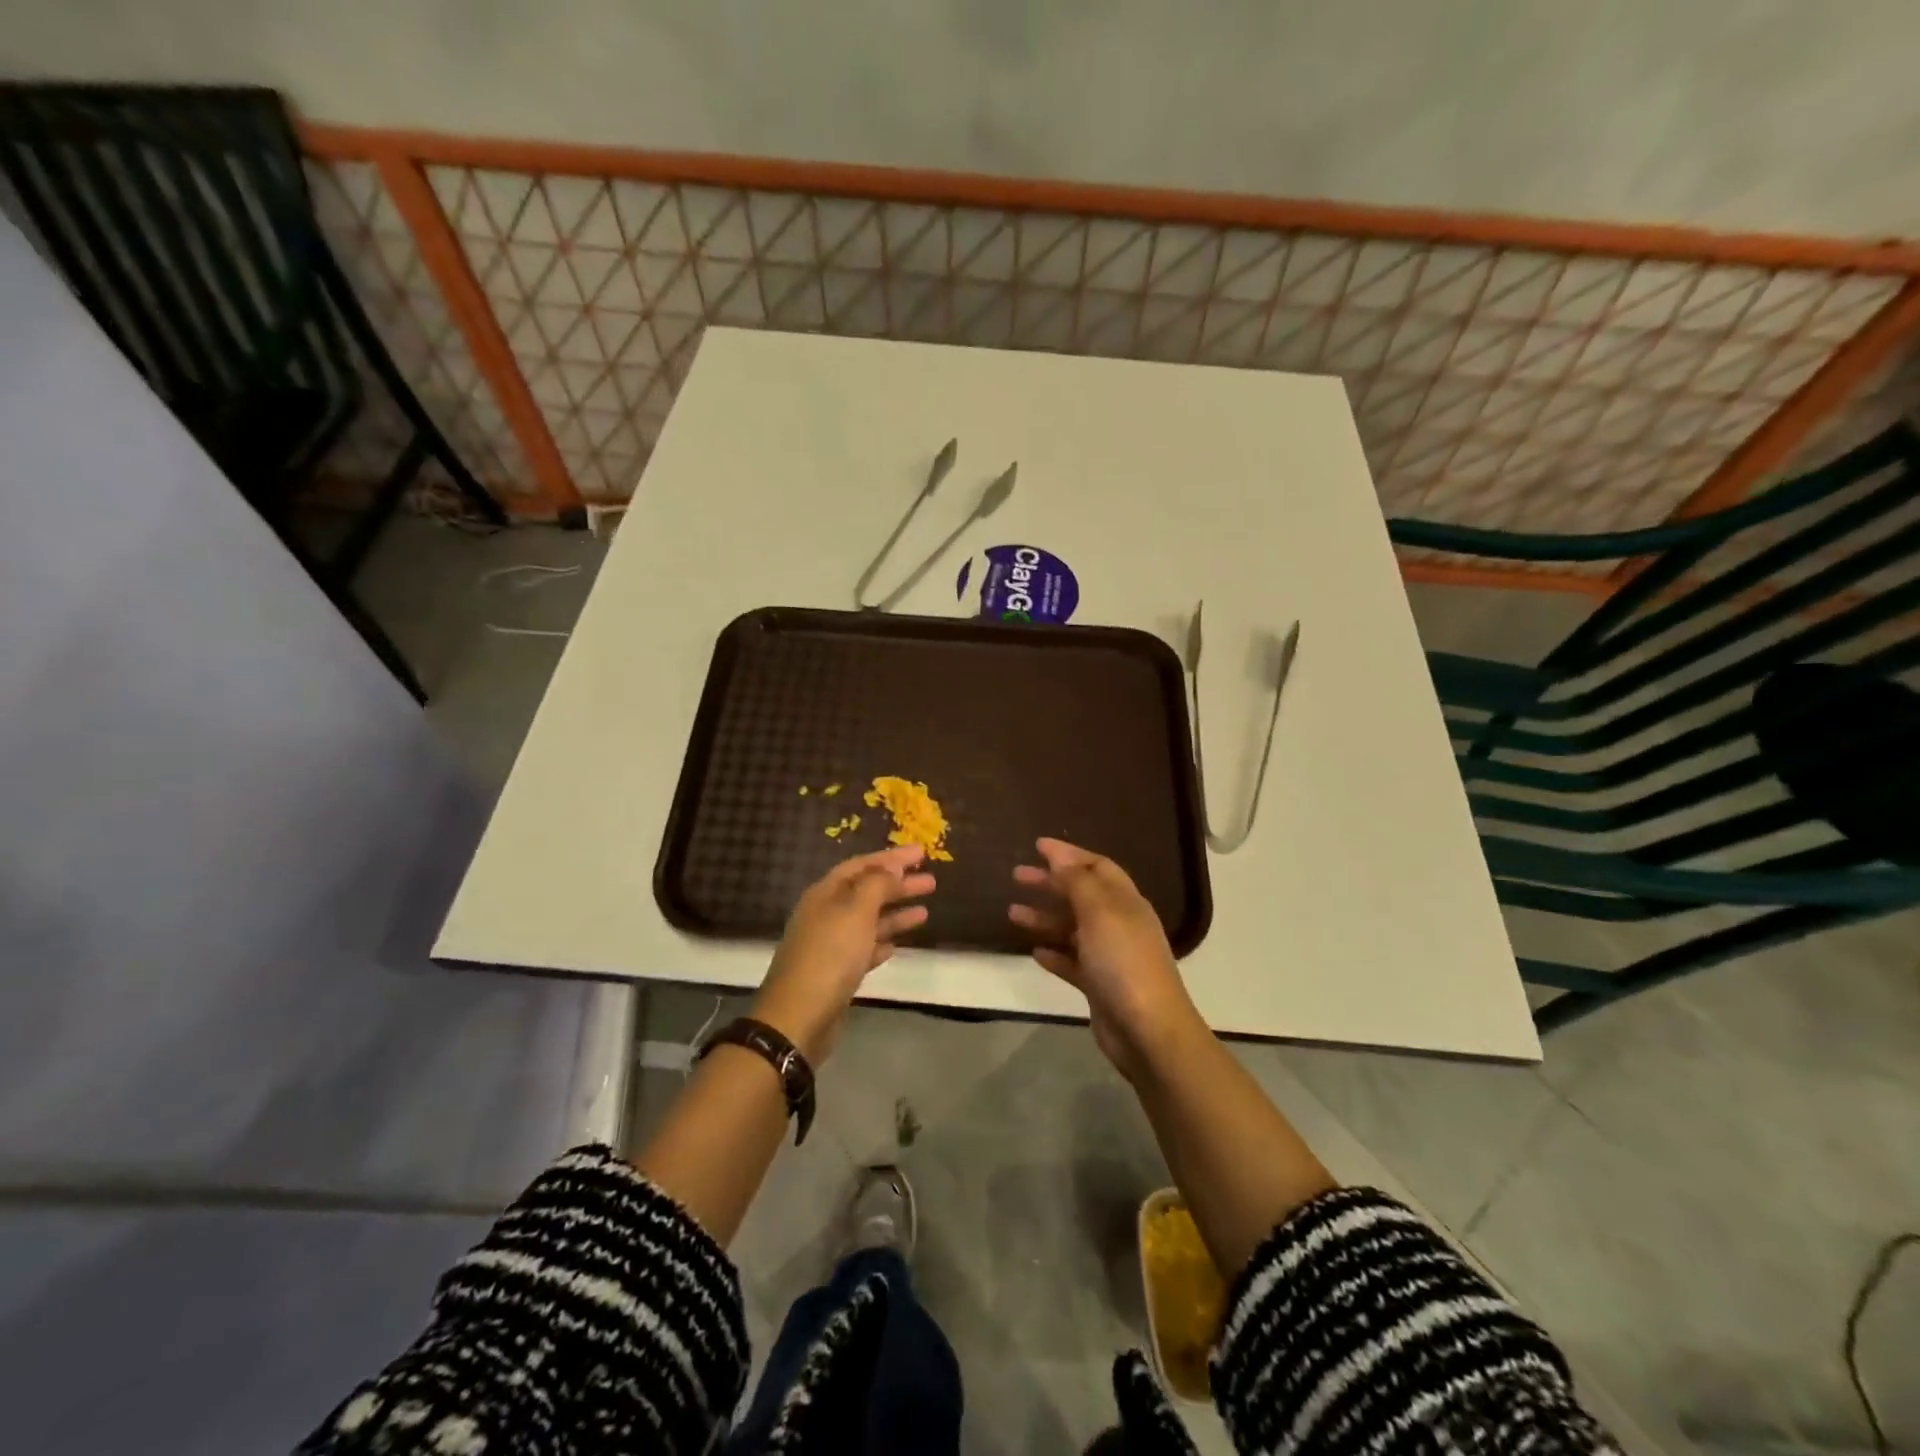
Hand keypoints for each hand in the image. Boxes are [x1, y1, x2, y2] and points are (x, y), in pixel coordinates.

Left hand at [752, 845, 934, 1062]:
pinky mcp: (836, 973)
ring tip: (925, 912)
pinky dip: (882, 943)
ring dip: (895, 914)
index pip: (862, 865)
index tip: (922, 853)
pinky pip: (864, 949)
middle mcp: (826, 914)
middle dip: (898, 885)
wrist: (799, 1017)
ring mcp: (830, 945)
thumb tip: (892, 867)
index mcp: (826, 893)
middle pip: (867, 892)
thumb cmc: (830, 955)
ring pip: (868, 921)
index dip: (892, 857)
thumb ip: (877, 885)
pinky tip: (898, 945)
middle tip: (931, 882)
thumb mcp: (856, 911)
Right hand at [1009, 838, 1201, 1079]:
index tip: (1037, 846)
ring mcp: (1109, 956)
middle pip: (1081, 894)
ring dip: (1044, 918)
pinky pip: (1072, 962)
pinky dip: (1054, 953)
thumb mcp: (1099, 911)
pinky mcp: (1099, 985)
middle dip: (1050, 883)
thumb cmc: (1123, 961)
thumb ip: (1077, 881)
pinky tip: (1035, 952)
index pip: (1096, 867)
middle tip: (1016, 876)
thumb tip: (1059, 855)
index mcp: (1125, 901)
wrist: (1147, 1030)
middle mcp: (1118, 923)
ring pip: (1072, 928)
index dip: (1068, 854)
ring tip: (1012, 914)